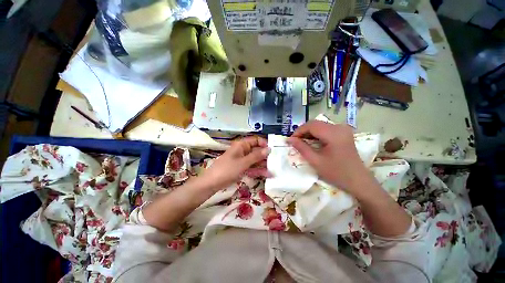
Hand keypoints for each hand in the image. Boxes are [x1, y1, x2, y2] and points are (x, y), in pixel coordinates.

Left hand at [200, 136, 270, 190]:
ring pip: (255, 160)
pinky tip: (267, 174)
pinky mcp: (241, 168)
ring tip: (275, 169)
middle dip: (266, 156)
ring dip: (263, 164)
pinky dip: (258, 170)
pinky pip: (251, 167)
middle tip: (277, 161)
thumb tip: (269, 149)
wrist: (212, 183)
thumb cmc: (227, 170)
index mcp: (241, 145)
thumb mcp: (243, 162)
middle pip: (256, 150)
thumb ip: (257, 156)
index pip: (256, 140)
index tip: (273, 150)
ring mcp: (242, 160)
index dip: (264, 144)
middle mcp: (242, 150)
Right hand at [287, 121, 369, 194]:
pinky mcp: (343, 132)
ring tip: (302, 142)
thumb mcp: (315, 161)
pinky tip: (312, 142)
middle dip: (303, 131)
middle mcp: (339, 127)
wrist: (358, 180)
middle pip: (315, 123)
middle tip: (295, 141)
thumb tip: (289, 139)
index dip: (298, 131)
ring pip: (320, 125)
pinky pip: (325, 129)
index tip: (291, 140)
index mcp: (333, 133)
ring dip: (309, 132)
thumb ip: (301, 148)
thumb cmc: (336, 172)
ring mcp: (343, 129)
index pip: (311, 125)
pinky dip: (316, 134)